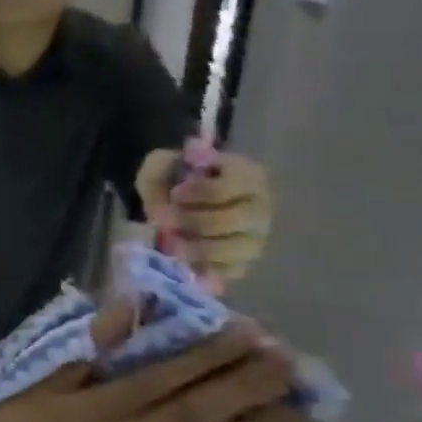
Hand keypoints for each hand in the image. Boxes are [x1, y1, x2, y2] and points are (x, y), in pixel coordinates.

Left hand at [0, 304, 308, 421]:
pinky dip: (108, 331)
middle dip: (241, 380)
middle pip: (190, 406)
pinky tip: (135, 306)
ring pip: (148, 376)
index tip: (300, 409)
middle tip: (283, 354)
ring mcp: (79, 409)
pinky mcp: (42, 391)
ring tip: (233, 329)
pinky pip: (80, 357)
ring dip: (194, 352)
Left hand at [135, 148, 273, 283]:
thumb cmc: (172, 180)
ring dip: (196, 246)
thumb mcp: (161, 165)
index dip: (200, 192)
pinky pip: (230, 270)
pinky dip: (204, 267)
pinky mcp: (244, 261)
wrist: (168, 207)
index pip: (234, 186)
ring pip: (236, 249)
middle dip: (193, 221)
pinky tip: (186, 258)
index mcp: (247, 174)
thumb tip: (194, 151)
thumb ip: (170, 160)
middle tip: (165, 219)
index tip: (175, 194)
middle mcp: (260, 206)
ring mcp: (256, 236)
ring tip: (171, 241)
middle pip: (235, 219)